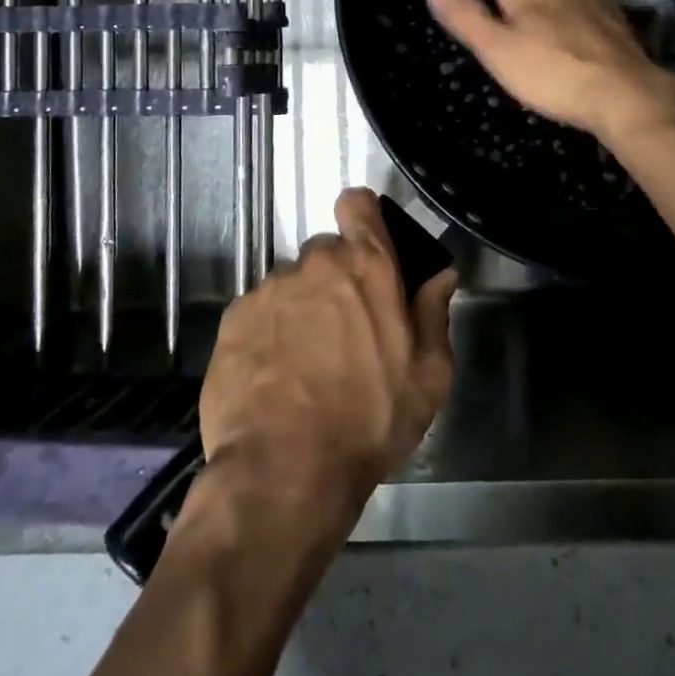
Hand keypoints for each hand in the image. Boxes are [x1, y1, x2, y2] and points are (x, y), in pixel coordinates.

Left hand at [198, 189, 456, 535]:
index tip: (368, 245)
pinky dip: (268, 332)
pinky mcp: (233, 320)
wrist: (284, 471)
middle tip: (345, 329)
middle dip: (336, 279)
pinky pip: (258, 312)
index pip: (358, 204)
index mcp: (366, 266)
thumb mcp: (428, 375)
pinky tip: (274, 376)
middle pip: (326, 252)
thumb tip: (441, 275)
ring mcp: (269, 290)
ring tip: (305, 362)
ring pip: (291, 284)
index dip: (363, 217)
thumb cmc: (370, 420)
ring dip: (301, 308)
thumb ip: (434, 313)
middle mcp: (314, 264)